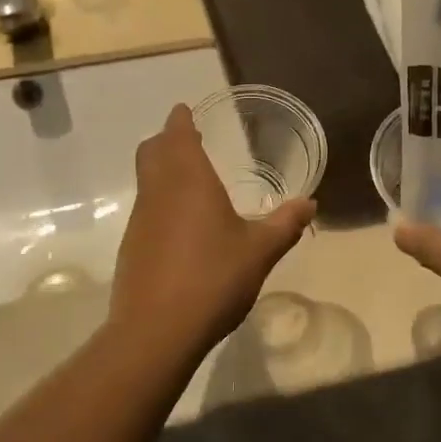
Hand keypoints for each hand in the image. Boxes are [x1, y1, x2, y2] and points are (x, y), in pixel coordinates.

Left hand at [110, 105, 315, 354]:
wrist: (156, 330)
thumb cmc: (212, 278)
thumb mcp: (259, 251)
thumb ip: (285, 224)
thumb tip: (310, 203)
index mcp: (189, 180)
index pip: (177, 135)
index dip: (180, 120)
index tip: (185, 110)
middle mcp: (158, 192)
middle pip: (152, 151)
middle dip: (166, 140)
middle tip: (187, 139)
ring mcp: (140, 220)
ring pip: (146, 181)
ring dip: (161, 171)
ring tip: (189, 182)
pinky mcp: (131, 248)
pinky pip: (145, 211)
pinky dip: (160, 204)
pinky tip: (181, 228)